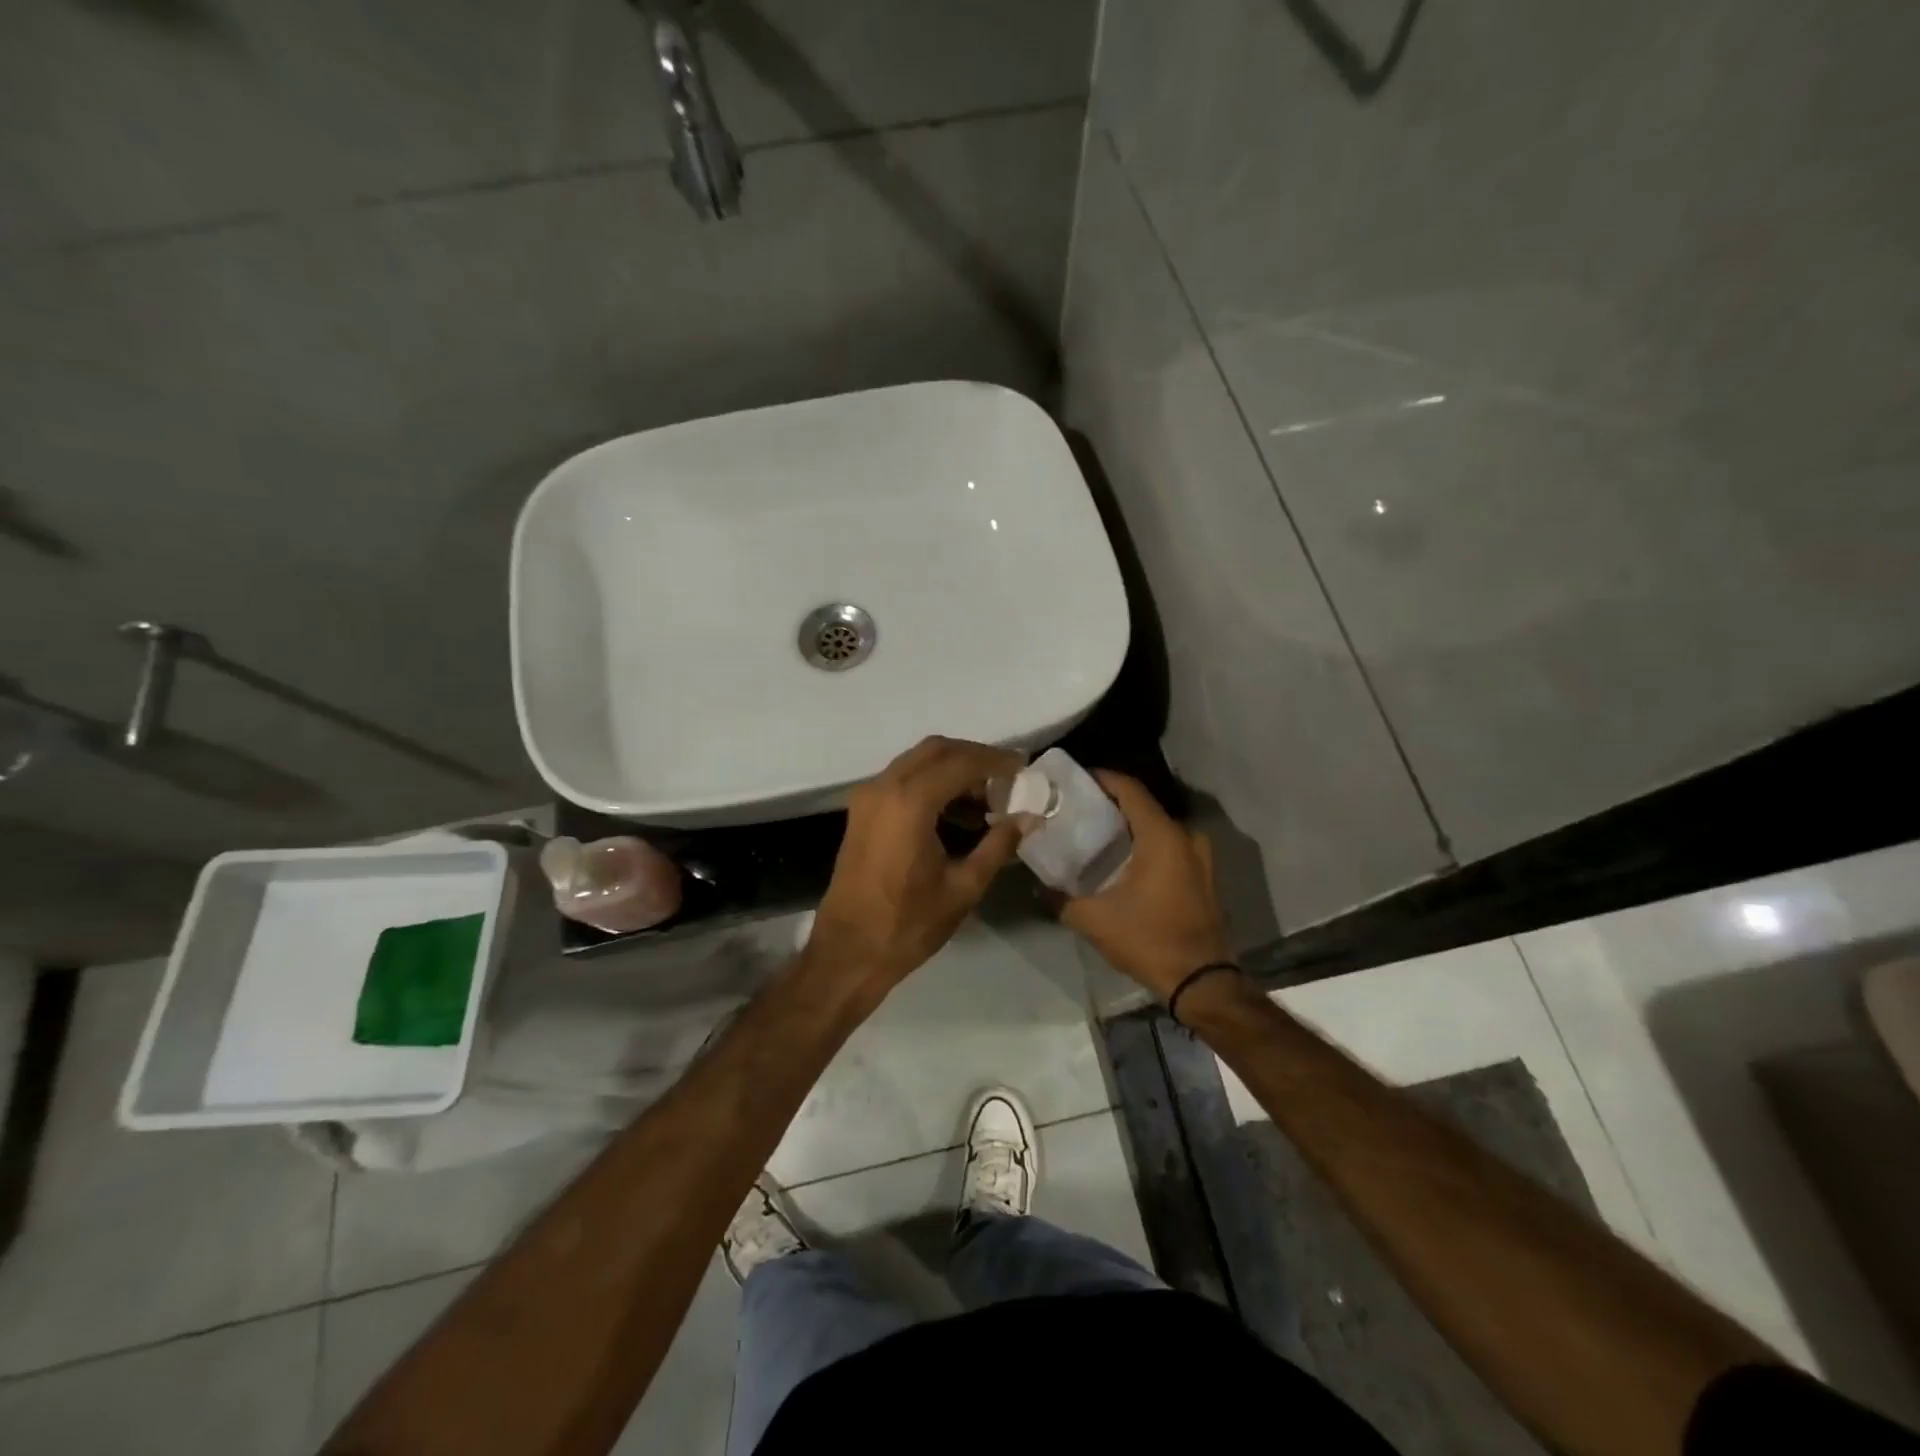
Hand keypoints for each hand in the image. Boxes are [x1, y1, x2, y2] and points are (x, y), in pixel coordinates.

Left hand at [805, 735, 1027, 1004]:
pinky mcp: (862, 811)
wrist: (848, 952)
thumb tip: (1029, 818)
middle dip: (974, 757)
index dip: (996, 761)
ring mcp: (868, 797)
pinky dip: (931, 783)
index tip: (1024, 768)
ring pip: (917, 762)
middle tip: (1007, 778)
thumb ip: (998, 845)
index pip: (961, 762)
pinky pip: (902, 779)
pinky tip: (956, 812)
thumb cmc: (908, 924)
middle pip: (936, 750)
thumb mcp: (963, 887)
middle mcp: (885, 787)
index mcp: (910, 802)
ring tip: (987, 799)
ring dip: (952, 769)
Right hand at [1058, 771, 1234, 999]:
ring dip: (1130, 827)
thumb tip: (1040, 887)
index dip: (1101, 778)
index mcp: (1162, 836)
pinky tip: (1122, 861)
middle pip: (1143, 806)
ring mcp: (1200, 857)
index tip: (1074, 780)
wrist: (1202, 983)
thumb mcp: (1094, 920)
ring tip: (1096, 835)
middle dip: (1111, 804)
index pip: (1129, 789)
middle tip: (1078, 810)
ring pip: (1158, 828)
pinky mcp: (1203, 877)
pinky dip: (1146, 846)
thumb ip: (1061, 898)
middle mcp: (1186, 837)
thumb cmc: (1149, 940)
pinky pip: (1170, 847)